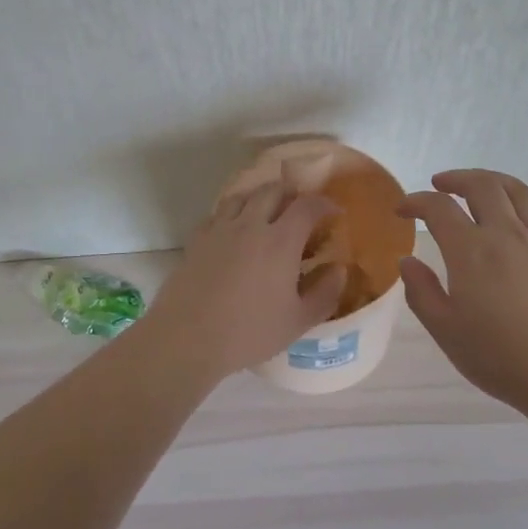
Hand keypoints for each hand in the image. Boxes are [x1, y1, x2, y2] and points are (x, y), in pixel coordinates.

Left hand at [143, 181, 347, 378]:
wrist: (187, 337)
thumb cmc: (249, 332)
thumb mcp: (298, 321)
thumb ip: (325, 293)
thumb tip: (339, 270)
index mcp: (280, 241)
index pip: (307, 206)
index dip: (324, 204)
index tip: (332, 212)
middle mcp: (250, 225)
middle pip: (272, 191)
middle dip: (291, 193)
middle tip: (300, 207)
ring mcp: (219, 229)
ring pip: (242, 196)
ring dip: (259, 197)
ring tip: (266, 211)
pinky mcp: (196, 240)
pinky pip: (217, 214)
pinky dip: (232, 213)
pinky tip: (233, 229)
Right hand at [398, 170, 527, 412]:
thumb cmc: (499, 355)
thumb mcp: (445, 330)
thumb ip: (421, 292)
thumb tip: (407, 261)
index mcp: (470, 251)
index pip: (439, 209)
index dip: (416, 202)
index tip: (402, 209)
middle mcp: (506, 234)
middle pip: (483, 186)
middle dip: (457, 179)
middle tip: (440, 185)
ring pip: (519, 191)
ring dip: (493, 181)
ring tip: (480, 187)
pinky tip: (522, 210)